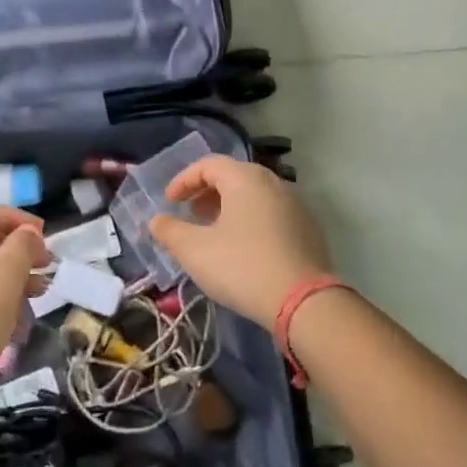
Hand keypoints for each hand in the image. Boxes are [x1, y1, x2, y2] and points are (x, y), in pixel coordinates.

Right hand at [149, 155, 332, 330]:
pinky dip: (251, 220)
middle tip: (191, 213)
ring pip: (255, 195)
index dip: (184, 180)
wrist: (303, 302)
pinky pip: (272, 213)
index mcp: (246, 178)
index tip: (170, 201)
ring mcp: (296, 205)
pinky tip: (244, 248)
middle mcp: (274, 183)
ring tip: (214, 231)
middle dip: (207, 192)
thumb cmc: (242, 266)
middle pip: (234, 176)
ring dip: (230, 207)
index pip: (209, 164)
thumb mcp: (195, 251)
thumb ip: (170, 231)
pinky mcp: (309, 229)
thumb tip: (157, 220)